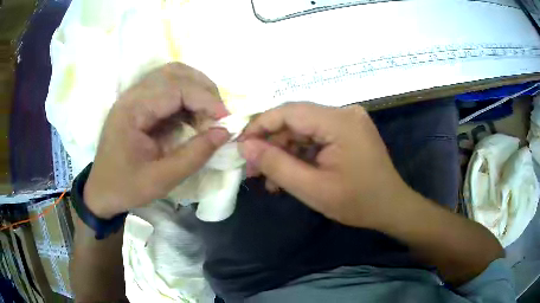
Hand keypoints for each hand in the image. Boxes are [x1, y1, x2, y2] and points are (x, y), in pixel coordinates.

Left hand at [84, 63, 230, 218]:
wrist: (101, 191)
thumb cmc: (126, 187)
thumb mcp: (162, 179)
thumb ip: (194, 155)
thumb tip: (225, 133)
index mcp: (132, 110)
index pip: (175, 88)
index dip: (205, 99)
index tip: (226, 119)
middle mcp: (132, 95)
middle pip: (175, 73)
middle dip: (203, 90)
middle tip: (219, 115)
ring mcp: (134, 96)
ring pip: (172, 75)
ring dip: (196, 89)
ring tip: (209, 113)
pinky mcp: (138, 102)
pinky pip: (168, 87)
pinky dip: (187, 96)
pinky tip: (193, 115)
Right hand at [239, 102, 413, 228]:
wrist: (391, 207)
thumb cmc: (357, 202)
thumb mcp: (312, 189)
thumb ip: (276, 165)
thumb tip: (245, 146)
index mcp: (340, 122)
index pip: (289, 111)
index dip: (260, 125)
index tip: (241, 145)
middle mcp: (344, 113)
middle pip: (296, 120)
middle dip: (271, 144)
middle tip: (252, 168)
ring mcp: (347, 121)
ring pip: (303, 130)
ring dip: (284, 152)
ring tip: (268, 179)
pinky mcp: (347, 131)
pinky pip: (316, 137)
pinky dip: (300, 154)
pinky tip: (288, 174)